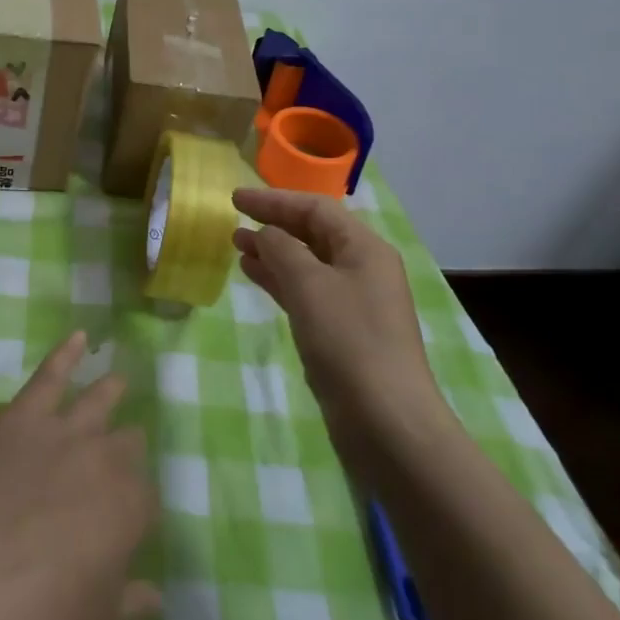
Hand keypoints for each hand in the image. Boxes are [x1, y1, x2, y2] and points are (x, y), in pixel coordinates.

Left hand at [0, 332, 160, 619]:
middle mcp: (108, 459)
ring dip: (111, 391)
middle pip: (127, 445)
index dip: (135, 509)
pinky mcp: (26, 416)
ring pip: (99, 402)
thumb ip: (131, 604)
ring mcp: (66, 431)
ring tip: (119, 379)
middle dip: (126, 449)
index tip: (124, 522)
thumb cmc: (46, 615)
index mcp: (133, 508)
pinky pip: (51, 375)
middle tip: (121, 454)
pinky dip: (65, 354)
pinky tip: (79, 336)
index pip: (145, 499)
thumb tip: (156, 597)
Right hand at [232, 188, 457, 484]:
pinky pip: (306, 291)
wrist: (386, 421)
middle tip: (233, 222)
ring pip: (306, 263)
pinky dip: (279, 280)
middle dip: (273, 225)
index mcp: (364, 248)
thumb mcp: (309, 284)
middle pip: (313, 233)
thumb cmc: (348, 340)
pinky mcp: (342, 331)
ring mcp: (353, 302)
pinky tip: (254, 276)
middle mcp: (362, 268)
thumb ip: (283, 249)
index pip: (315, 209)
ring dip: (273, 252)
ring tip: (237, 247)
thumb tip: (267, 234)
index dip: (274, 200)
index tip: (235, 199)